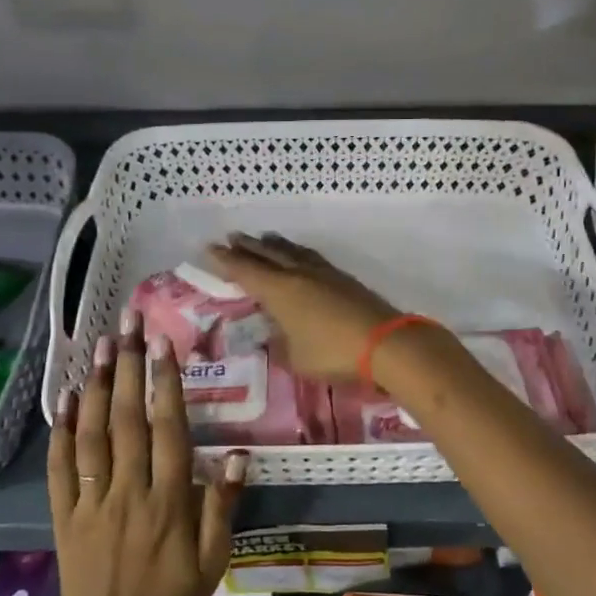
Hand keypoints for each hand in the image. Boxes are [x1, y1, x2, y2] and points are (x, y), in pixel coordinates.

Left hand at [48, 311, 246, 595]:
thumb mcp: (214, 562)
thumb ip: (223, 506)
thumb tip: (238, 454)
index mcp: (168, 501)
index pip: (168, 429)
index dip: (166, 382)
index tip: (162, 343)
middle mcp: (128, 491)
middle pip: (128, 419)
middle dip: (130, 367)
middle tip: (128, 323)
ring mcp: (91, 501)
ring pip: (93, 434)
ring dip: (98, 386)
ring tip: (101, 345)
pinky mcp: (63, 515)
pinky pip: (59, 467)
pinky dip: (60, 430)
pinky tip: (66, 396)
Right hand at [206, 232, 400, 380]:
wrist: (385, 343)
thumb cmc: (332, 353)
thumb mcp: (295, 358)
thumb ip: (280, 345)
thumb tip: (273, 337)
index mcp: (279, 291)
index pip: (245, 271)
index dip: (226, 260)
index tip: (210, 248)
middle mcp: (297, 274)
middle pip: (267, 254)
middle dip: (248, 246)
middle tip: (232, 236)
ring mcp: (323, 273)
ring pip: (292, 251)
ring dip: (275, 244)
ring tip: (264, 238)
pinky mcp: (343, 278)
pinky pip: (311, 257)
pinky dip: (297, 252)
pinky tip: (300, 256)